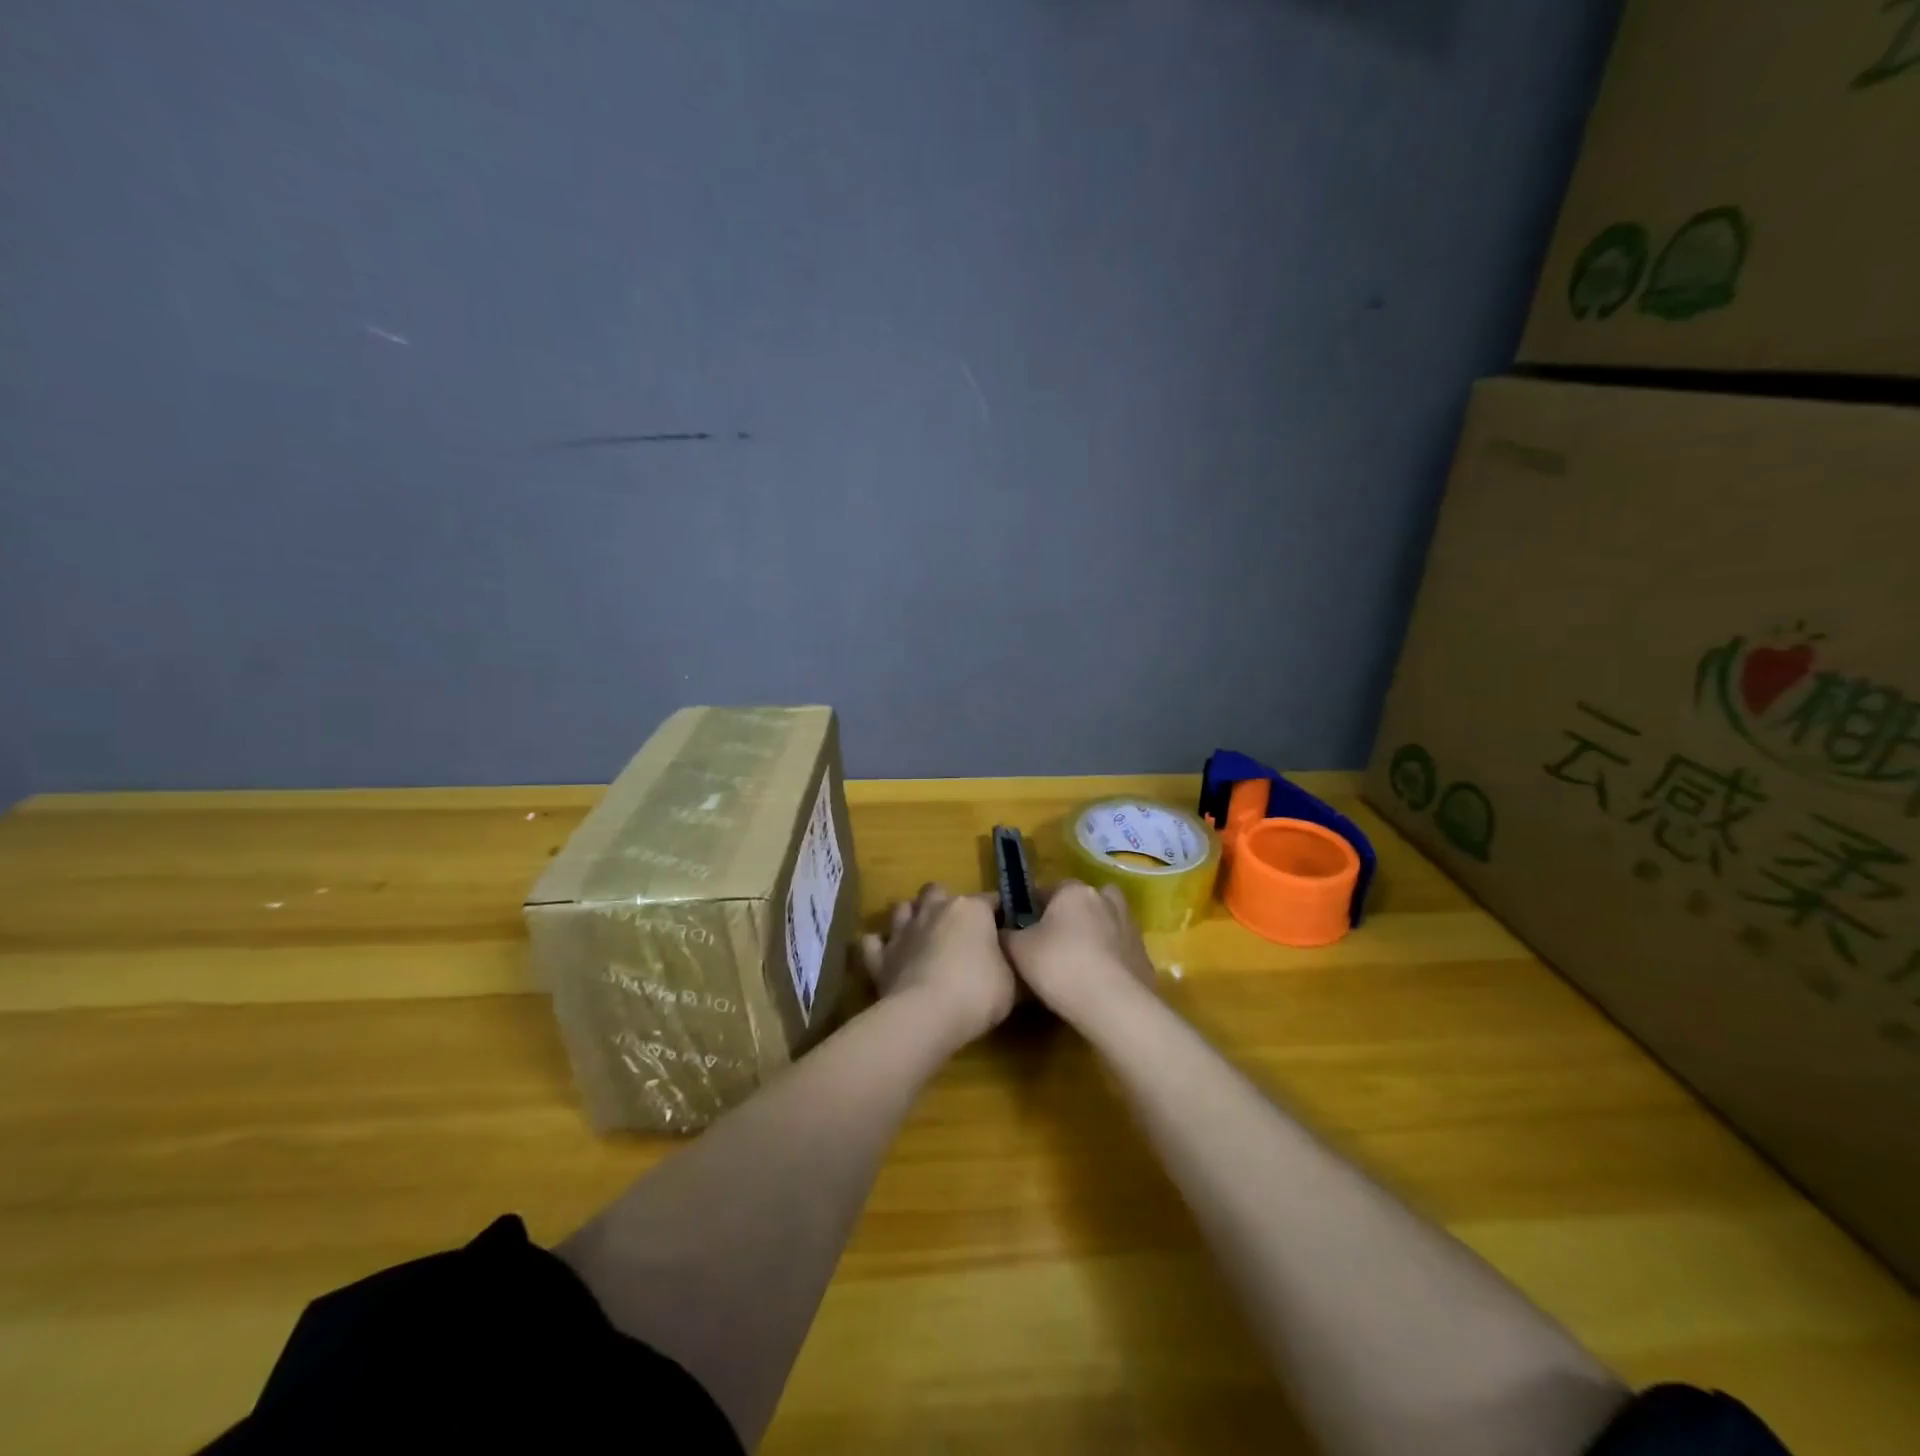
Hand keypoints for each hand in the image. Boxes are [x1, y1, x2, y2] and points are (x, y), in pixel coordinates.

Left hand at [861, 884, 1016, 1044]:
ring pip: (902, 908)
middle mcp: (934, 909)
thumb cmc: (978, 992)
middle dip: (944, 903)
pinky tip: (886, 956)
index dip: (999, 913)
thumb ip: (1014, 964)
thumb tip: (1018, 959)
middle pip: (937, 891)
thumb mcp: (1014, 982)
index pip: (991, 900)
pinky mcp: (879, 956)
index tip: (1007, 929)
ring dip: (910, 917)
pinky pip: (873, 942)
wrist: (926, 1014)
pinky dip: (878, 946)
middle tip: (955, 928)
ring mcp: (903, 931)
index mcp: (971, 909)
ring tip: (920, 935)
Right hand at [1001, 880, 1156, 1025]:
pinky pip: (1119, 950)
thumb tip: (1003, 930)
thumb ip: (1007, 934)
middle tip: (1053, 941)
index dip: (1033, 907)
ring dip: (1094, 934)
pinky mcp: (1143, 955)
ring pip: (1105, 922)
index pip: (1048, 889)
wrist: (1114, 1005)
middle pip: (1082, 901)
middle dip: (1070, 915)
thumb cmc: (1059, 966)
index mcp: (1074, 891)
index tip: (1023, 927)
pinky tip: (1096, 981)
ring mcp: (1130, 927)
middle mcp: (1106, 900)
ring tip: (1077, 961)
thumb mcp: (1017, 950)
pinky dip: (1109, 959)